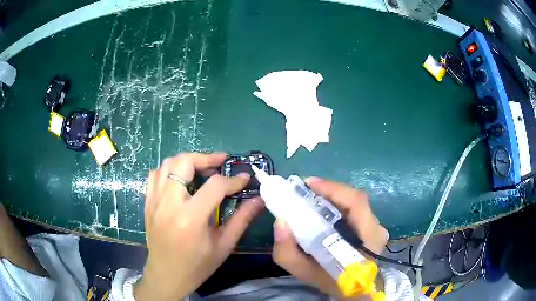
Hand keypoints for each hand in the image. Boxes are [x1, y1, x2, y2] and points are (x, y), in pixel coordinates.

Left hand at [134, 153, 263, 300]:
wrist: (166, 275)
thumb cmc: (197, 265)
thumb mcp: (223, 246)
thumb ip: (241, 220)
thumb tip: (258, 200)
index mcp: (190, 219)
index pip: (214, 186)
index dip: (232, 180)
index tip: (243, 179)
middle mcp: (168, 204)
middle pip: (183, 163)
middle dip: (205, 158)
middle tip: (220, 163)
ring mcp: (154, 202)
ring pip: (167, 164)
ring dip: (187, 161)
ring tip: (202, 169)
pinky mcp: (148, 203)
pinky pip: (155, 175)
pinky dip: (169, 171)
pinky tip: (180, 180)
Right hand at [272, 177, 388, 298]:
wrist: (354, 292)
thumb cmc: (332, 282)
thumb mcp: (304, 273)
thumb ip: (287, 253)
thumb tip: (280, 222)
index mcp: (368, 237)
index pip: (356, 203)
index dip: (332, 189)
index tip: (307, 184)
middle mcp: (376, 227)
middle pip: (354, 198)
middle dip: (328, 190)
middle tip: (303, 190)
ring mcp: (376, 226)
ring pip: (354, 202)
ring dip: (332, 196)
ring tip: (310, 197)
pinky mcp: (373, 227)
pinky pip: (354, 209)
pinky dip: (337, 204)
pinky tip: (322, 208)